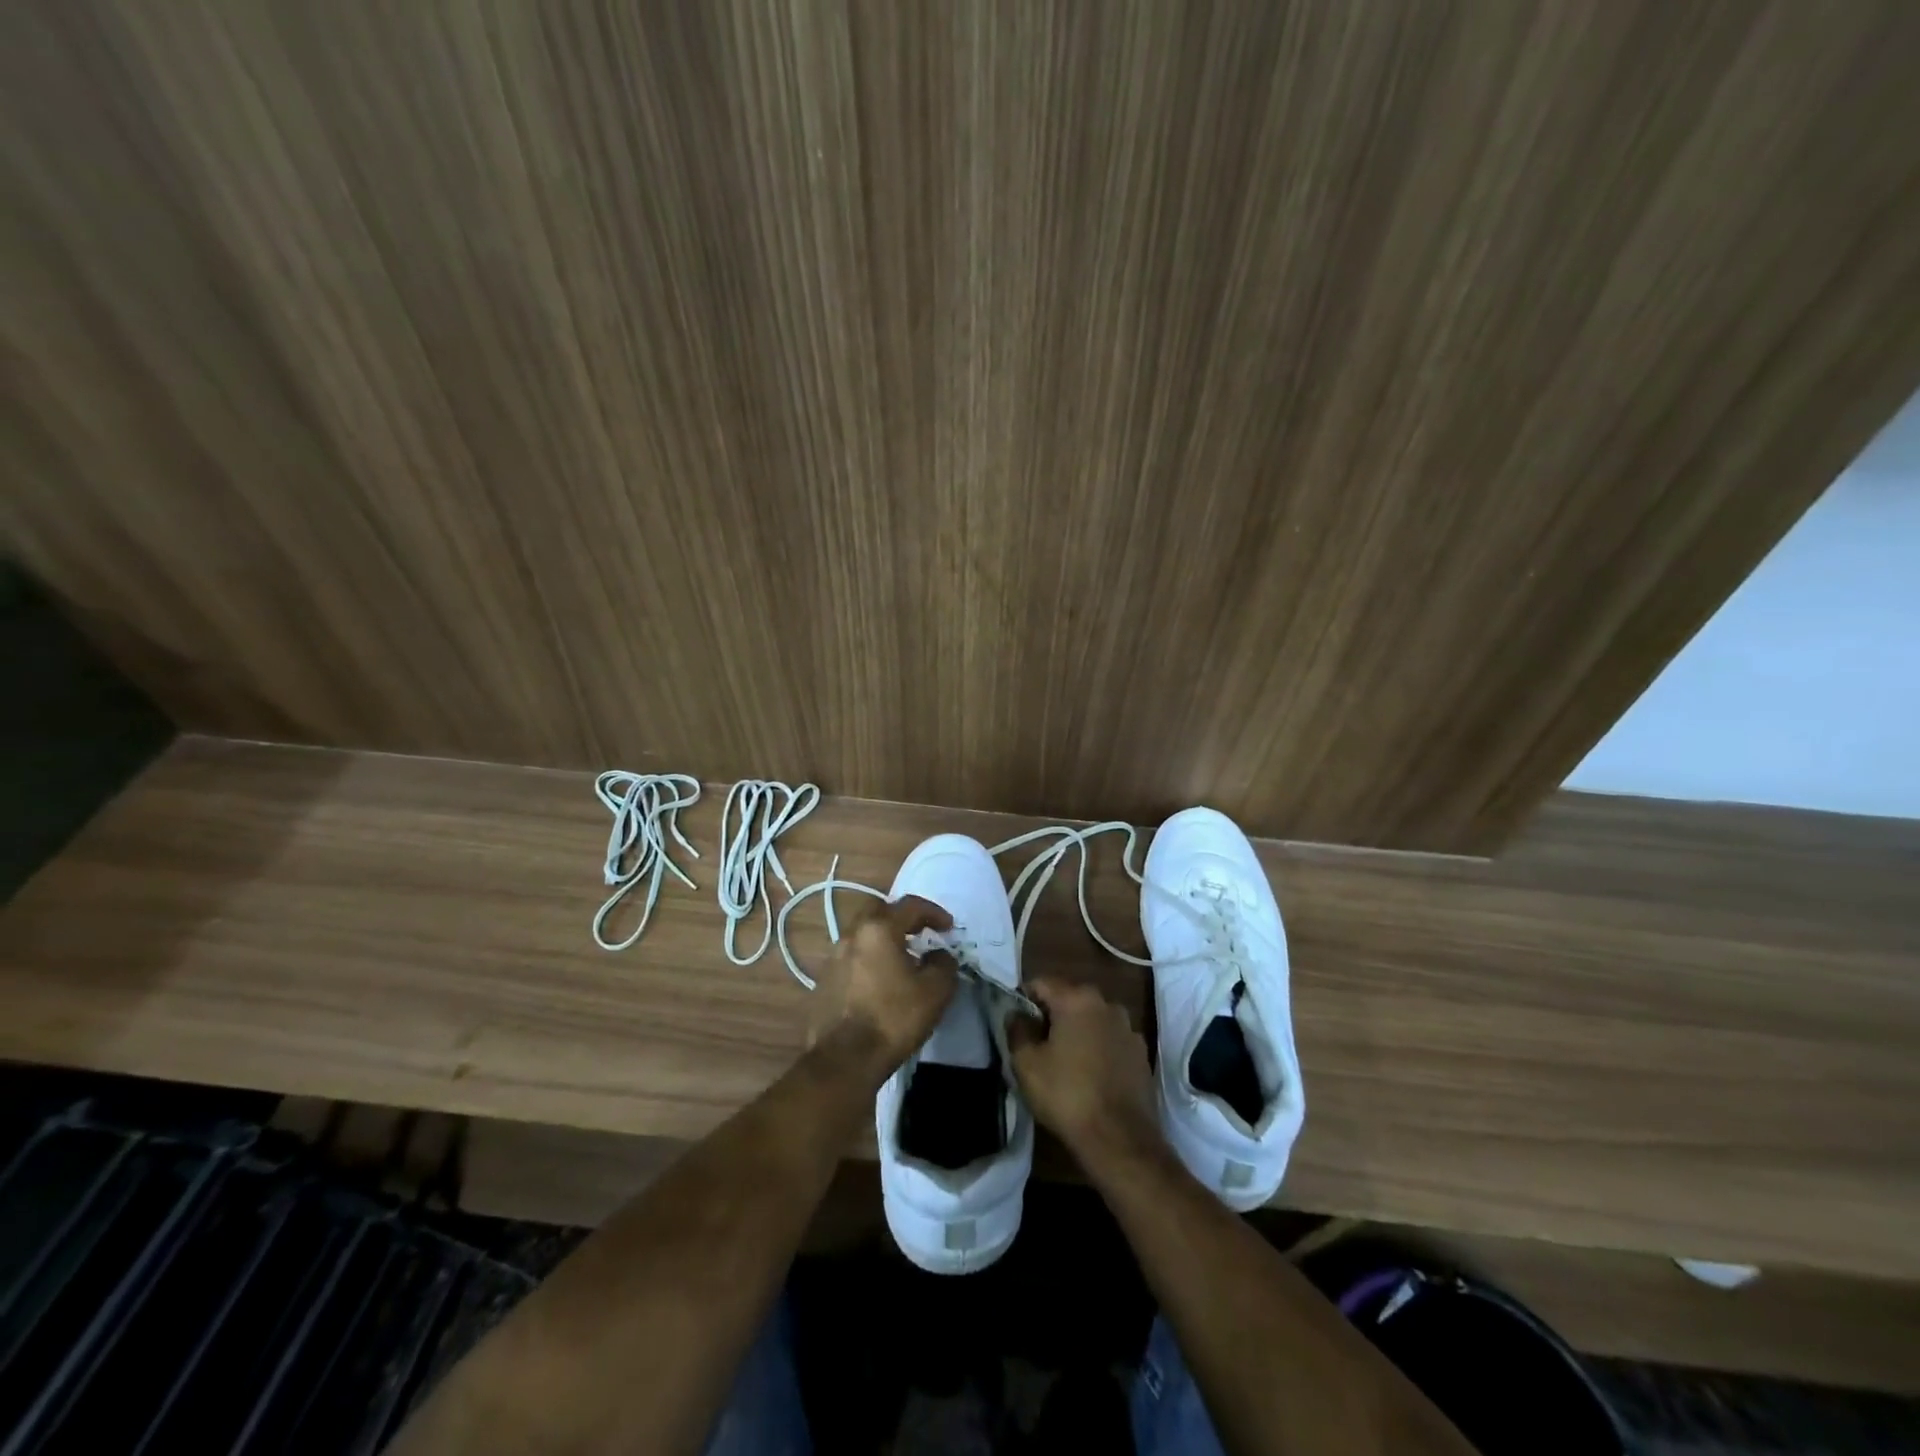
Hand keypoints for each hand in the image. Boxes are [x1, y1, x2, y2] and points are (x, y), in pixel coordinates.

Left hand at [817, 896, 958, 1080]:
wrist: (844, 1060)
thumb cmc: (893, 1019)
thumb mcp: (935, 991)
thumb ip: (943, 964)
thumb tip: (939, 955)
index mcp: (878, 930)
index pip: (909, 906)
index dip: (933, 912)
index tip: (949, 927)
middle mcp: (851, 936)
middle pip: (878, 912)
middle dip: (901, 918)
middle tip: (920, 933)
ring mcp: (832, 959)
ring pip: (861, 936)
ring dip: (883, 940)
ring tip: (901, 961)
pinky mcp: (823, 982)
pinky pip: (851, 959)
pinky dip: (868, 961)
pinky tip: (879, 983)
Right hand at [1007, 978, 1159, 1167]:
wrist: (1120, 1139)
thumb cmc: (1067, 1094)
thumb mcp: (1027, 1064)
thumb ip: (1017, 1030)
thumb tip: (1016, 1014)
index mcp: (1077, 999)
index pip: (1041, 983)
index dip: (1024, 999)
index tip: (1017, 1022)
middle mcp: (1107, 1004)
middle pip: (1070, 999)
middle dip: (1052, 1015)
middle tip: (1037, 1043)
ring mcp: (1129, 1029)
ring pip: (1093, 1020)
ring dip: (1078, 1031)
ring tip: (1065, 1061)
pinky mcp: (1141, 1054)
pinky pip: (1111, 1040)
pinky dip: (1099, 1048)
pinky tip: (1091, 1074)